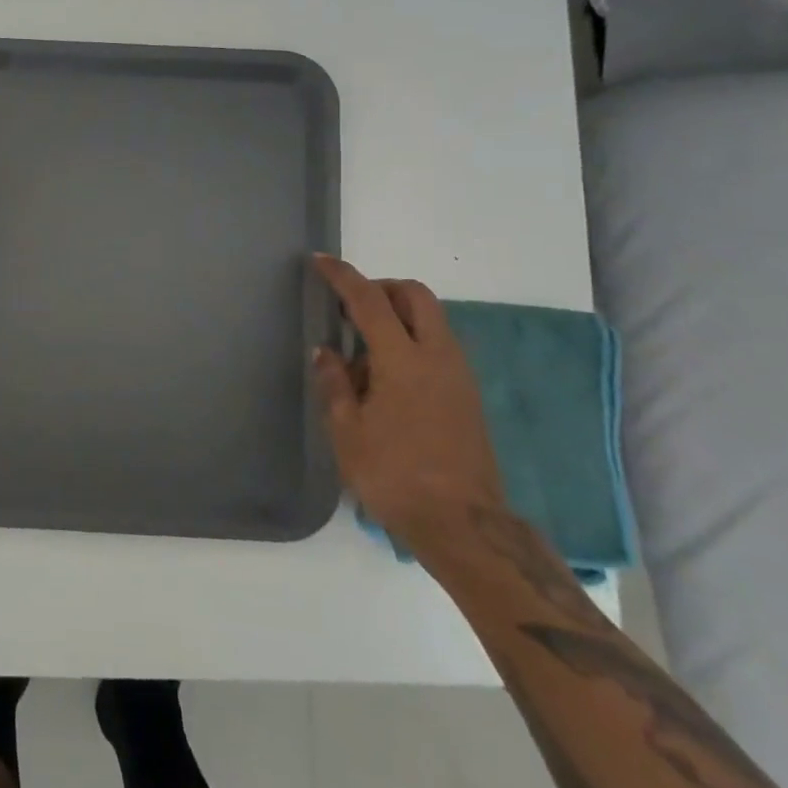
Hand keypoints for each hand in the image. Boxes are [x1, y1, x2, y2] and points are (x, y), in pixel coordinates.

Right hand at [312, 255, 506, 552]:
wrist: (463, 525)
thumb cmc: (394, 476)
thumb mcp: (346, 431)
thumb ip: (334, 383)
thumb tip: (326, 352)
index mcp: (403, 360)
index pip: (369, 300)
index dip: (342, 276)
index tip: (319, 262)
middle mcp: (437, 357)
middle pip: (415, 296)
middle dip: (382, 288)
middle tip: (350, 307)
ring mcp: (458, 375)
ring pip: (431, 319)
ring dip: (398, 316)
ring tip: (363, 351)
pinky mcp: (468, 395)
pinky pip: (438, 345)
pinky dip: (412, 340)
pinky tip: (387, 378)